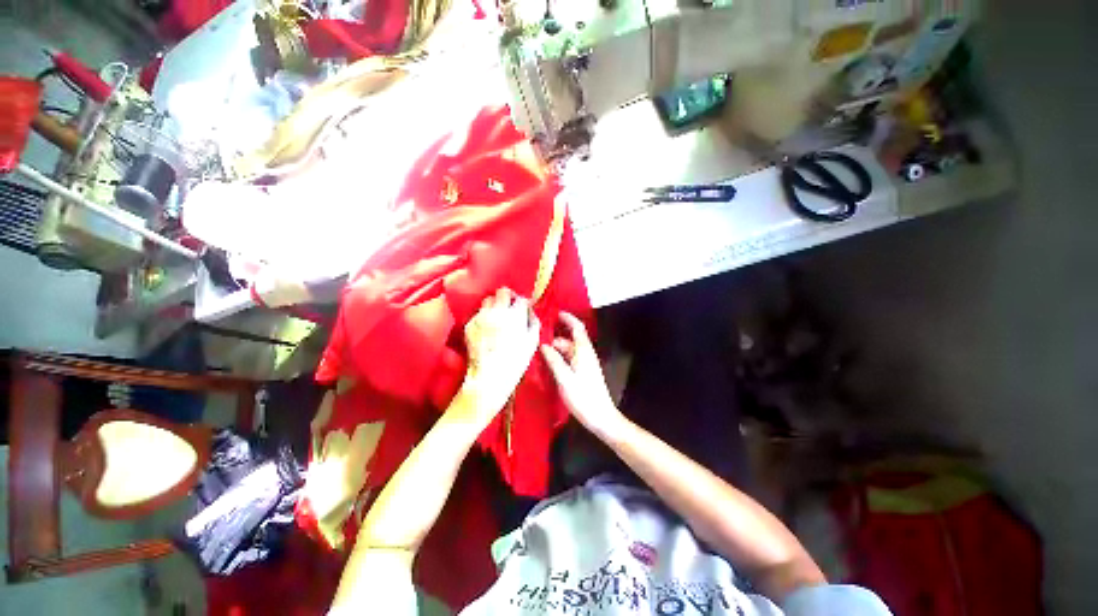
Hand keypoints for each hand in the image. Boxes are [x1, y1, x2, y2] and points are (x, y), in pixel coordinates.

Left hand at [461, 288, 540, 423]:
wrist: (488, 376)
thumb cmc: (515, 362)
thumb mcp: (532, 342)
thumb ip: (533, 322)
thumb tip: (529, 311)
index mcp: (514, 316)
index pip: (521, 299)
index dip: (524, 303)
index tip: (523, 308)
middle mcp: (496, 312)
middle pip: (502, 291)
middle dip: (508, 296)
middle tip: (510, 306)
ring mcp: (481, 317)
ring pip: (488, 300)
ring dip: (495, 304)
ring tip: (497, 316)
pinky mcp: (469, 324)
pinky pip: (478, 314)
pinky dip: (484, 317)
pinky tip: (487, 329)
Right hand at [541, 312, 625, 438]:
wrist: (601, 417)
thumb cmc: (583, 397)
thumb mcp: (565, 379)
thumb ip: (554, 360)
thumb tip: (544, 345)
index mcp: (583, 351)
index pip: (577, 328)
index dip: (568, 319)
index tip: (555, 313)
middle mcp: (586, 354)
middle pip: (570, 339)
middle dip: (555, 336)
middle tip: (537, 338)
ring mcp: (586, 364)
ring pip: (569, 350)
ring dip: (556, 348)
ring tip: (539, 351)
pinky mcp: (584, 373)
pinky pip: (570, 359)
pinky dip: (560, 357)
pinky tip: (549, 363)